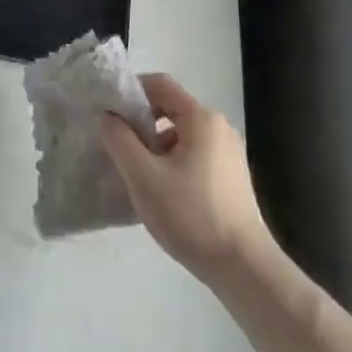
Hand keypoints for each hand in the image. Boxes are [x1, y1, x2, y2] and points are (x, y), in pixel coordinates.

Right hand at [101, 73, 269, 280]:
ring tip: (137, 173)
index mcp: (201, 118)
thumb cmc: (191, 215)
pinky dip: (173, 161)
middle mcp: (218, 127)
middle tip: (118, 145)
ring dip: (155, 145)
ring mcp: (229, 152)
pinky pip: (194, 153)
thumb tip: (108, 115)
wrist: (243, 267)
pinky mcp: (231, 176)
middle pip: (171, 108)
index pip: (160, 84)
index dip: (131, 90)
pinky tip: (162, 191)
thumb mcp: (143, 176)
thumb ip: (120, 140)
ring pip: (181, 134)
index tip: (109, 111)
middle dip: (141, 122)